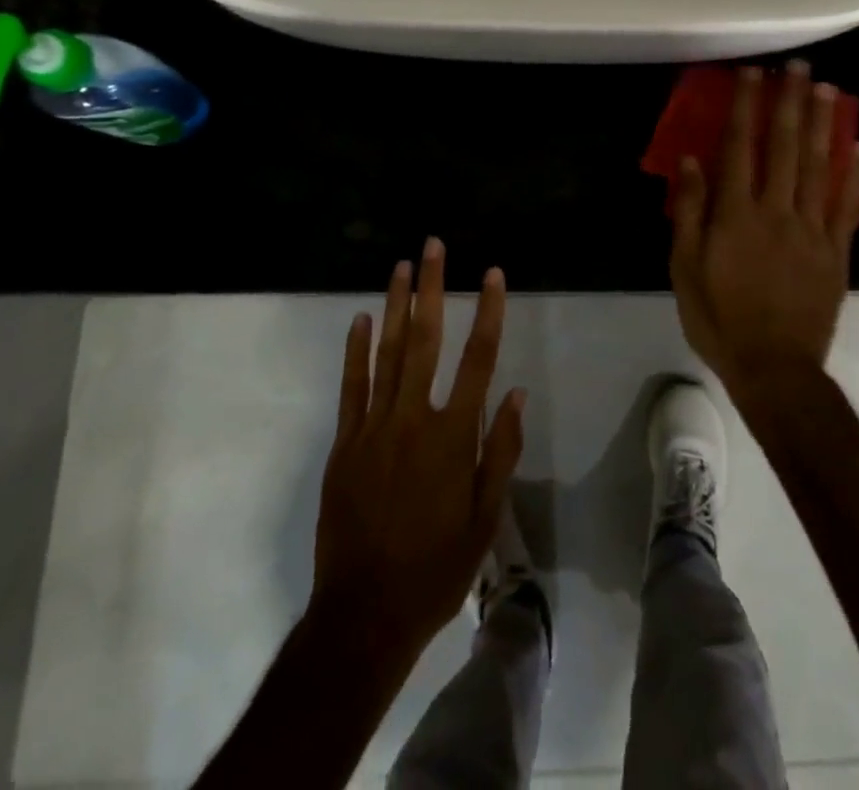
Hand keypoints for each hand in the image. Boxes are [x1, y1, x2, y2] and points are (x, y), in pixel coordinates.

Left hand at [310, 239, 525, 667]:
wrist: (365, 613)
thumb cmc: (436, 568)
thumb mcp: (484, 519)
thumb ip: (499, 451)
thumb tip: (513, 392)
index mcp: (452, 436)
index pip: (477, 359)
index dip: (487, 312)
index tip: (492, 274)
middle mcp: (412, 418)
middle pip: (425, 339)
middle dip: (431, 288)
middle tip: (433, 246)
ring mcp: (373, 427)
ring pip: (385, 352)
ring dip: (394, 305)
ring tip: (401, 266)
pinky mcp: (344, 442)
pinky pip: (351, 386)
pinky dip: (354, 350)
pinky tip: (359, 318)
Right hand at [669, 61, 858, 400]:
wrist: (774, 368)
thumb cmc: (719, 317)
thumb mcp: (684, 267)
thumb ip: (690, 211)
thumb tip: (692, 161)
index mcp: (736, 214)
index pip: (740, 148)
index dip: (745, 107)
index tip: (752, 74)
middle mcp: (777, 211)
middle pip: (786, 147)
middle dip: (790, 103)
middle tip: (798, 67)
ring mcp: (813, 230)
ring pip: (820, 167)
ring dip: (823, 125)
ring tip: (828, 89)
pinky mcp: (837, 252)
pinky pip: (849, 206)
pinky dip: (856, 174)